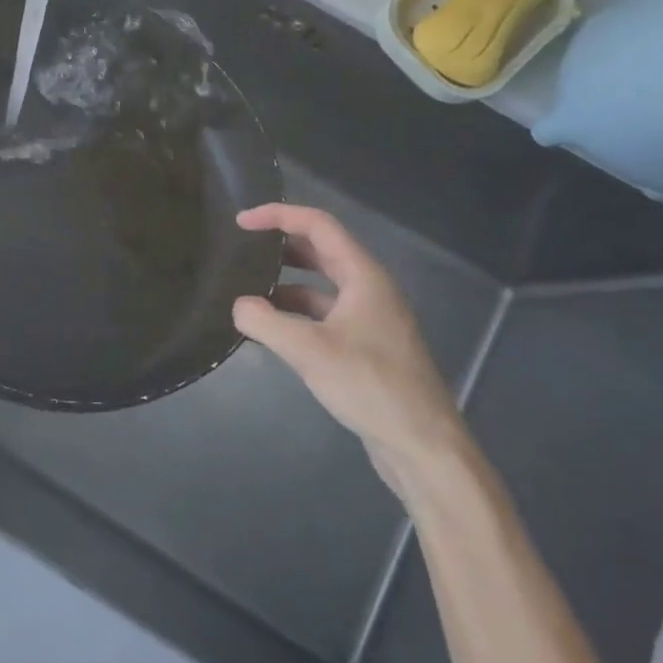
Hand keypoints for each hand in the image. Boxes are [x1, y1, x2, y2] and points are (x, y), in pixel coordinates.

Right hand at [233, 204, 468, 491]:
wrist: (423, 447)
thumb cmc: (371, 387)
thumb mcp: (309, 351)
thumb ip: (266, 322)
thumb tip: (238, 305)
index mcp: (364, 276)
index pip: (318, 225)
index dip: (278, 215)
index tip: (241, 222)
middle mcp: (369, 289)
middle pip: (321, 250)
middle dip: (280, 244)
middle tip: (241, 248)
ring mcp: (369, 318)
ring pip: (321, 284)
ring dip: (285, 279)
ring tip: (247, 287)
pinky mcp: (365, 345)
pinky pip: (323, 313)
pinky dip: (295, 311)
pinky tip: (270, 328)